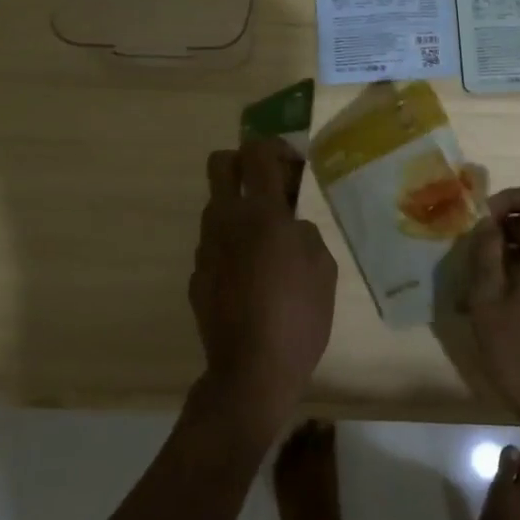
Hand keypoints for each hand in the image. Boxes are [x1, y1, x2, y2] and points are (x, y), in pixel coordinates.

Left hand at [189, 137, 337, 436]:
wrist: (251, 371)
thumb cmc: (298, 314)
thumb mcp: (323, 265)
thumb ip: (304, 230)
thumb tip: (289, 224)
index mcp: (261, 212)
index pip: (257, 152)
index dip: (276, 148)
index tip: (294, 167)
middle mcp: (226, 220)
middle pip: (221, 163)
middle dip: (245, 162)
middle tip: (272, 187)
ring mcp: (205, 248)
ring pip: (216, 205)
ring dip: (240, 207)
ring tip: (268, 239)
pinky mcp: (196, 275)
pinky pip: (214, 243)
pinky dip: (232, 245)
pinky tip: (253, 276)